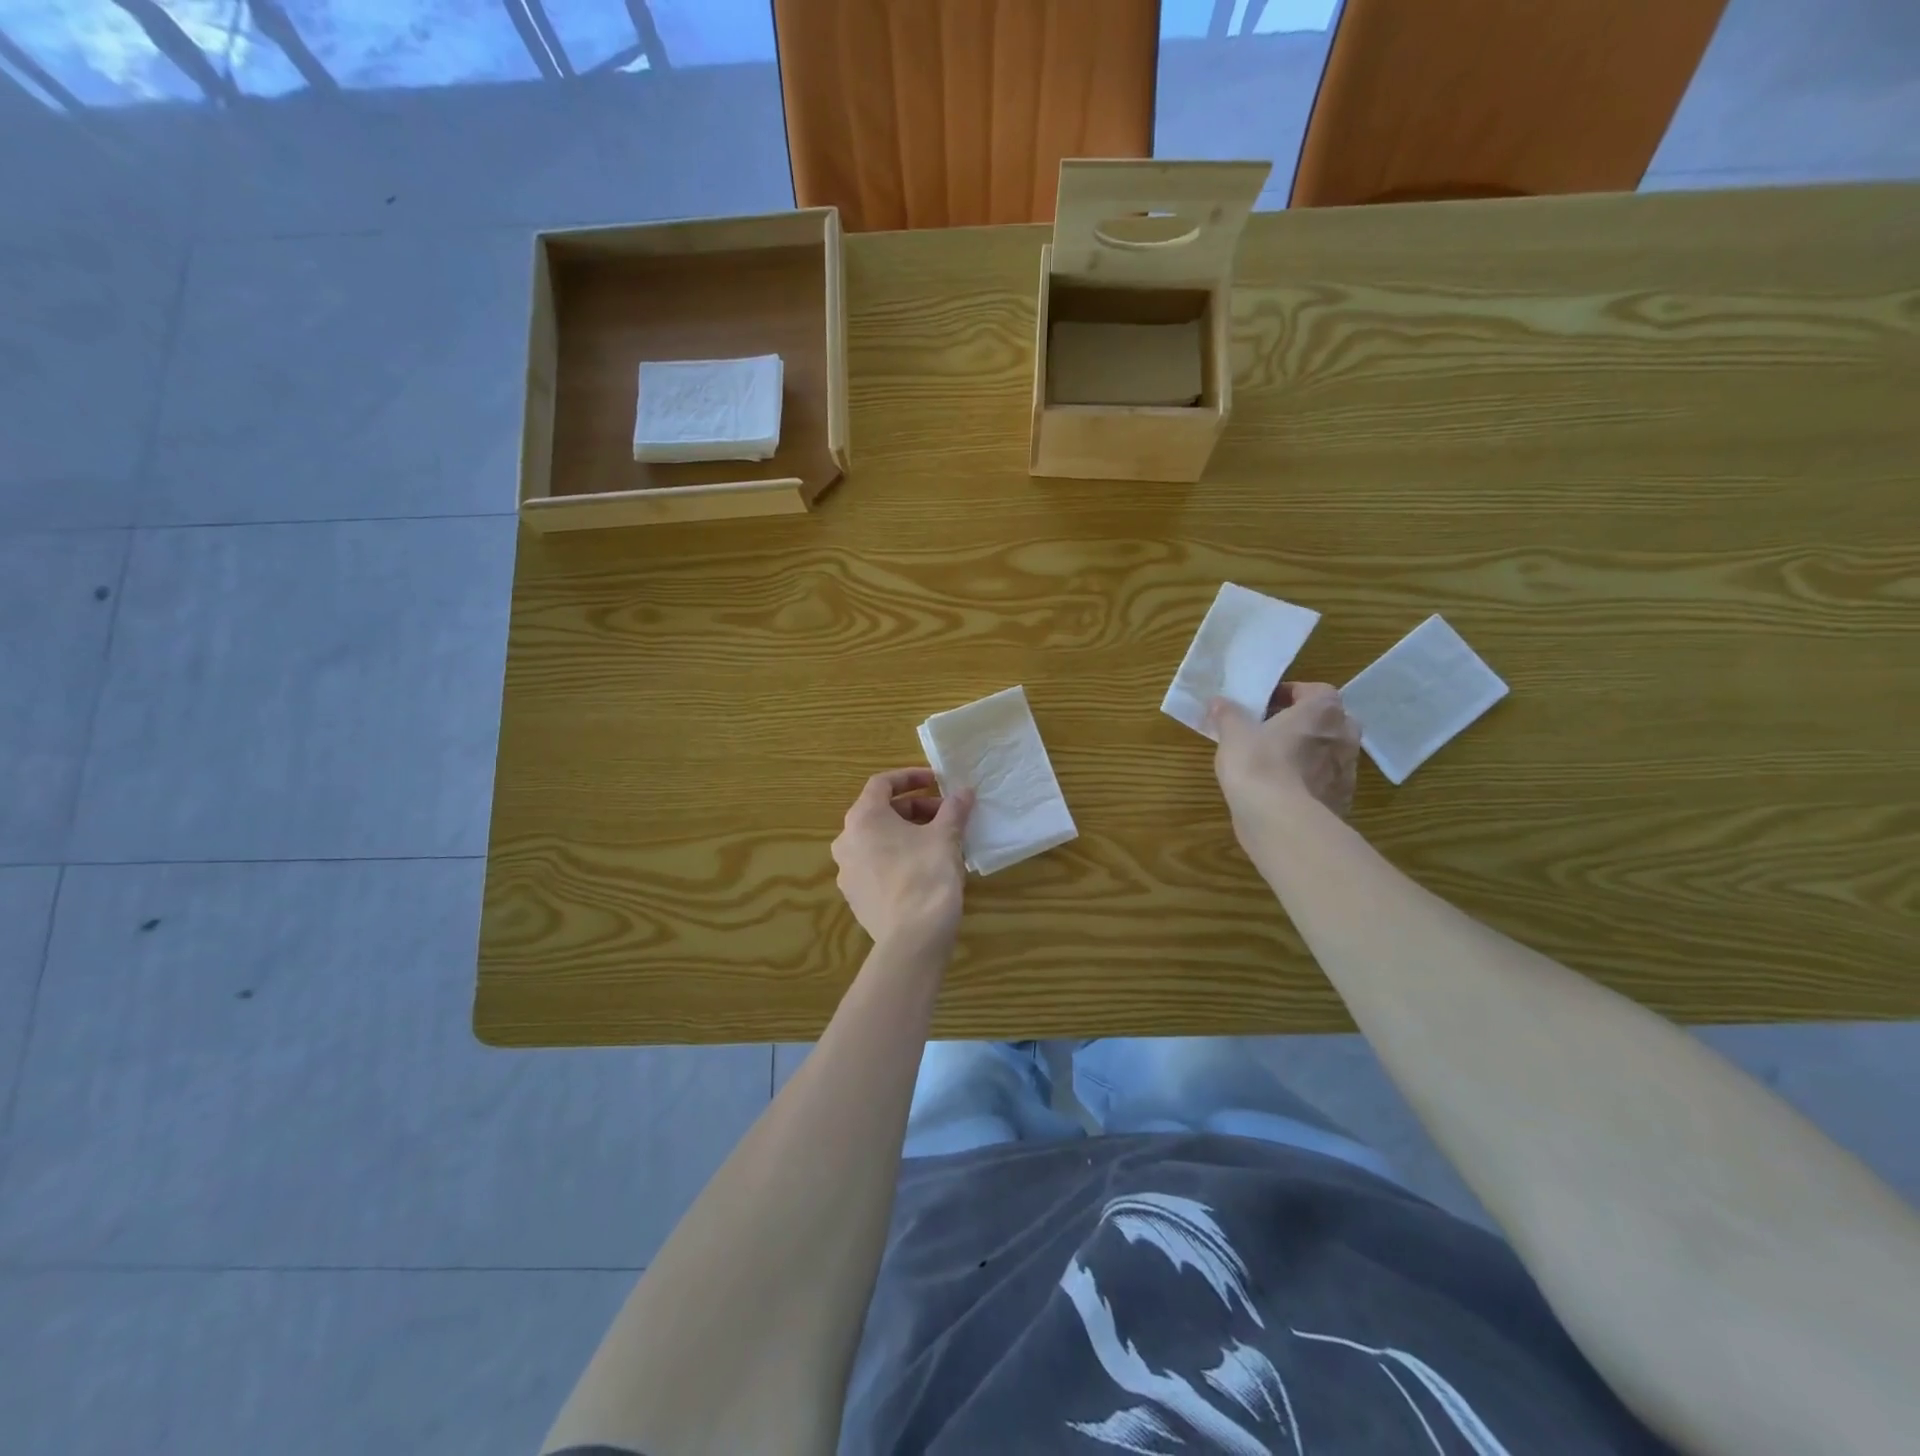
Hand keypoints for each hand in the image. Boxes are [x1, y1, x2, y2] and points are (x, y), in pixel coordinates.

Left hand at [831, 768, 974, 950]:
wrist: (912, 938)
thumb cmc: (927, 875)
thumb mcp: (946, 836)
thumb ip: (953, 809)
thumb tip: (964, 791)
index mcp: (863, 818)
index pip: (882, 784)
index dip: (910, 777)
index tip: (936, 781)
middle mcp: (846, 841)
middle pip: (880, 812)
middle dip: (914, 809)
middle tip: (946, 815)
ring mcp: (847, 871)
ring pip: (877, 840)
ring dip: (907, 833)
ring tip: (938, 841)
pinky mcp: (855, 897)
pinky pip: (875, 865)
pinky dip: (897, 857)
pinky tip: (924, 869)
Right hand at [1209, 683, 1360, 828]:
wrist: (1280, 821)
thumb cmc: (1259, 764)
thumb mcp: (1233, 733)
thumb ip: (1228, 714)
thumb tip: (1219, 702)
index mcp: (1323, 711)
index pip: (1314, 691)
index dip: (1289, 694)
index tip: (1265, 705)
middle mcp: (1344, 736)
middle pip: (1326, 721)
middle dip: (1303, 724)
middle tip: (1272, 732)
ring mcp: (1347, 770)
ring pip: (1327, 752)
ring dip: (1307, 753)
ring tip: (1274, 763)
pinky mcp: (1342, 800)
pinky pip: (1324, 782)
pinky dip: (1308, 781)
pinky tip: (1282, 790)